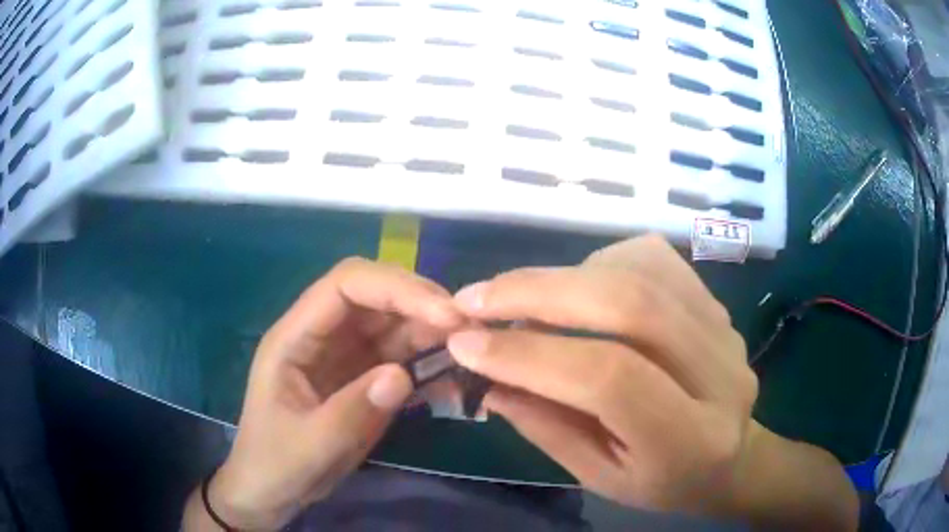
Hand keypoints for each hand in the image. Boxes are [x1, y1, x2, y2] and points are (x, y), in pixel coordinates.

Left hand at [197, 258, 461, 529]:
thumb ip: (352, 411)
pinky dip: (429, 361)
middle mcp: (322, 335)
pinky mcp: (363, 378)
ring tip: (469, 352)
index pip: (345, 286)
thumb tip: (402, 376)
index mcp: (295, 337)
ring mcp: (344, 355)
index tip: (444, 314)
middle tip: (468, 329)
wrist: (271, 489)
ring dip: (432, 332)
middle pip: (375, 296)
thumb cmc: (275, 463)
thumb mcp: (310, 445)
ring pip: (393, 324)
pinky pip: (401, 357)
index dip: (395, 288)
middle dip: (422, 304)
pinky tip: (453, 376)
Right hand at [448, 235, 756, 511]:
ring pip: (640, 269)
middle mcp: (719, 373)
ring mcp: (724, 328)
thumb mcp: (600, 476)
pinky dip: (601, 262)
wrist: (731, 456)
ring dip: (567, 275)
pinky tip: (581, 287)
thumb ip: (546, 427)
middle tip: (476, 298)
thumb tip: (486, 374)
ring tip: (525, 299)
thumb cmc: (664, 480)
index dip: (530, 355)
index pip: (610, 378)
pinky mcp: (716, 302)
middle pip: (629, 305)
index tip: (465, 344)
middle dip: (539, 293)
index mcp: (690, 438)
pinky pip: (654, 258)